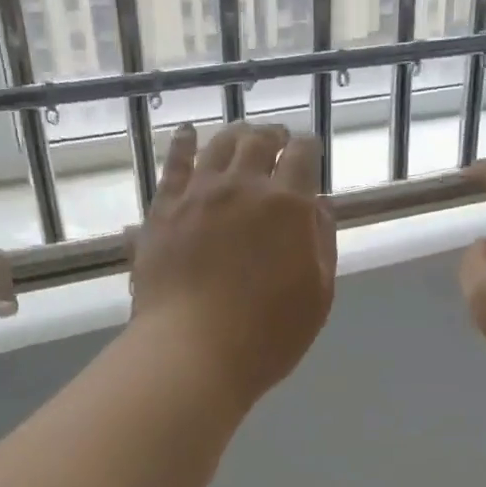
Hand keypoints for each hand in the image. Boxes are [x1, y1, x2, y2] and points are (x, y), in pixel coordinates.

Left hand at [130, 121, 336, 408]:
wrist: (192, 353)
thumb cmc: (266, 336)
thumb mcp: (317, 295)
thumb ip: (322, 242)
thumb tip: (319, 203)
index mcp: (288, 206)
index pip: (303, 155)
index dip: (308, 147)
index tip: (309, 150)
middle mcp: (243, 187)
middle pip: (259, 142)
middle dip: (272, 136)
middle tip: (277, 141)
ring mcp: (198, 195)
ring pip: (219, 145)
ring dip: (235, 135)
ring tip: (240, 136)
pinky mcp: (163, 210)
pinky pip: (174, 164)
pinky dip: (184, 144)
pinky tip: (188, 134)